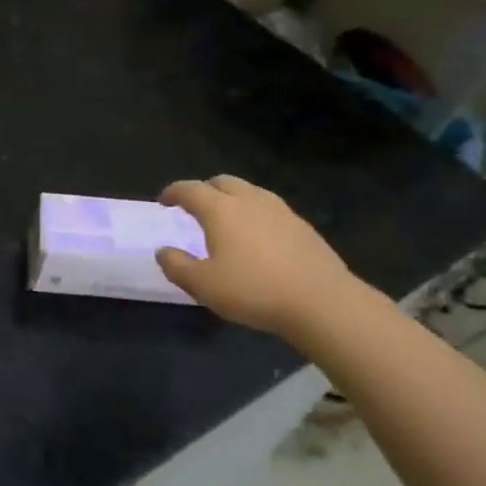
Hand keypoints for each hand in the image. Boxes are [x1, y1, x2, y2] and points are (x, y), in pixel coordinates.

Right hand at [155, 175, 356, 340]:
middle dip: (204, 189)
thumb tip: (163, 251)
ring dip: (231, 198)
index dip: (173, 192)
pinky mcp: (302, 227)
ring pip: (249, 192)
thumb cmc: (254, 290)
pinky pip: (269, 209)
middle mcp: (250, 201)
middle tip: (194, 207)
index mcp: (221, 209)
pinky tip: (256, 237)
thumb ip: (177, 266)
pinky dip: (254, 213)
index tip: (164, 201)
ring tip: (225, 219)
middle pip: (222, 182)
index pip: (190, 189)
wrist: (323, 302)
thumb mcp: (203, 285)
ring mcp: (281, 211)